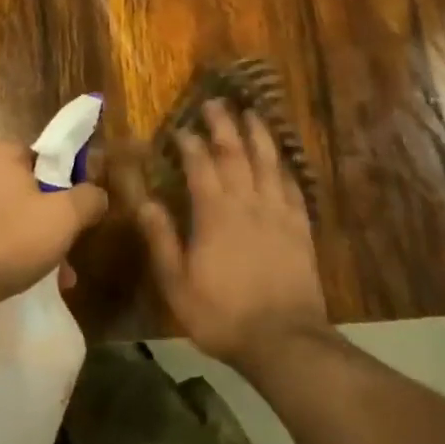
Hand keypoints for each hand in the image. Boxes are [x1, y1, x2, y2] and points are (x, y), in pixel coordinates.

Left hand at [0, 141, 108, 313]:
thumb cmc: (11, 238)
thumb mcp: (65, 216)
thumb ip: (89, 198)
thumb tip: (97, 195)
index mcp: (4, 152)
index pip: (51, 156)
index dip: (73, 181)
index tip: (84, 208)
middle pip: (39, 188)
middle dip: (61, 219)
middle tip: (74, 244)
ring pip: (24, 215)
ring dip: (46, 240)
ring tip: (63, 273)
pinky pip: (6, 234)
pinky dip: (24, 251)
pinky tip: (42, 278)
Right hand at [132, 101, 329, 373]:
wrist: (284, 340)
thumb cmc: (222, 314)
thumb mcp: (178, 284)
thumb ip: (161, 240)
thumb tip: (144, 202)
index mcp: (214, 214)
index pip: (200, 165)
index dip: (190, 143)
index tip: (181, 128)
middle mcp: (247, 203)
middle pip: (236, 153)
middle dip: (224, 125)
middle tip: (216, 102)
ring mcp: (278, 213)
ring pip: (268, 162)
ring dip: (258, 135)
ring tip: (252, 112)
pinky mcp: (301, 228)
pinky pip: (293, 187)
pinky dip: (285, 167)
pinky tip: (282, 159)